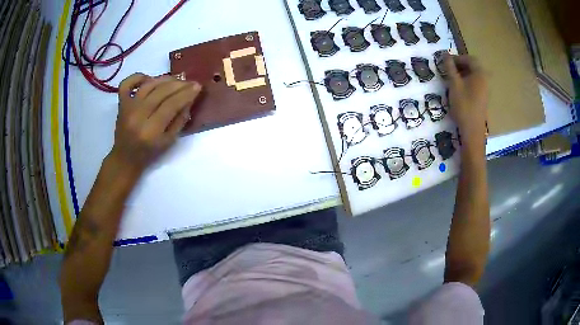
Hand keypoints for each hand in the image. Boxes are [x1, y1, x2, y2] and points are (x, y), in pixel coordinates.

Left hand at [110, 73, 201, 172]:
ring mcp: (127, 108)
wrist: (125, 158)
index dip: (186, 94)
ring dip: (164, 79)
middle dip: (179, 84)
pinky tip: (149, 79)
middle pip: (161, 92)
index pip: (171, 105)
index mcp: (151, 131)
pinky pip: (127, 83)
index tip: (197, 86)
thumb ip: (180, 120)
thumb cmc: (148, 153)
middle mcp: (138, 116)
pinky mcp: (121, 103)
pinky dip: (138, 77)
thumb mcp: (169, 142)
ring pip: (148, 85)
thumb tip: (189, 99)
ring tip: (176, 80)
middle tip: (190, 82)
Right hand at [444, 55, 487, 140]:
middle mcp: (485, 79)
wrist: (473, 130)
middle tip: (448, 70)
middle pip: (473, 66)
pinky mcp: (483, 97)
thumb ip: (450, 68)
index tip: (446, 62)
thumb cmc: (464, 105)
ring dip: (462, 74)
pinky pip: (475, 83)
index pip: (469, 59)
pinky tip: (459, 88)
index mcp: (480, 73)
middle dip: (460, 65)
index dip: (457, 58)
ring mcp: (485, 89)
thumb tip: (445, 55)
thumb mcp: (454, 84)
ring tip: (452, 79)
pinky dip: (467, 82)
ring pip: (473, 75)